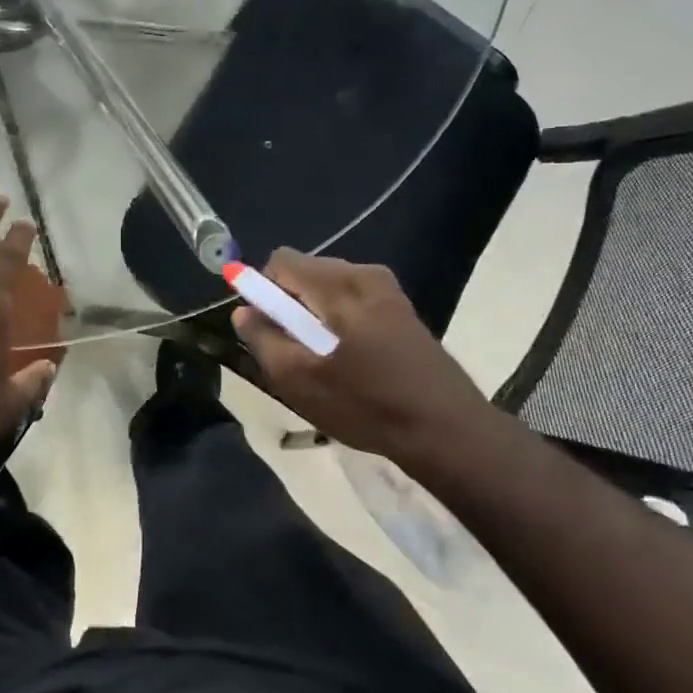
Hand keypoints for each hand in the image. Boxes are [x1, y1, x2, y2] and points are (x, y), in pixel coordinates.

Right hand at [232, 249, 503, 463]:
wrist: (448, 431)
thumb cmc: (368, 405)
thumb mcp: (300, 381)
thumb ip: (264, 340)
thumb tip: (244, 312)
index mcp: (339, 285)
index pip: (282, 261)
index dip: (263, 291)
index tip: (268, 331)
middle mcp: (365, 274)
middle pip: (306, 272)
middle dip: (289, 305)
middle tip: (294, 353)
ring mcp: (389, 290)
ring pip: (329, 288)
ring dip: (314, 316)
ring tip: (322, 362)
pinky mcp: (402, 309)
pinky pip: (353, 301)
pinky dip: (339, 322)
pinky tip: (350, 363)